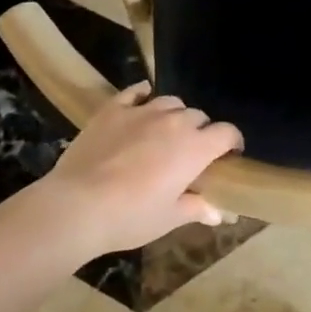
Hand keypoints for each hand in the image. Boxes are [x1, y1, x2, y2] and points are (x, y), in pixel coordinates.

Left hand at [31, 84, 243, 258]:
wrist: (78, 205)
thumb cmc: (131, 217)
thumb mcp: (169, 219)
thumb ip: (196, 209)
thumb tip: (218, 212)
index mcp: (195, 148)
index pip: (227, 133)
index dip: (233, 142)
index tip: (230, 155)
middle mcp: (174, 122)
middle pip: (198, 116)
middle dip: (201, 131)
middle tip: (191, 152)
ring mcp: (142, 111)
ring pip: (170, 102)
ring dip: (175, 115)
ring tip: (166, 131)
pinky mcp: (113, 109)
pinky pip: (135, 92)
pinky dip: (143, 95)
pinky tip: (142, 101)